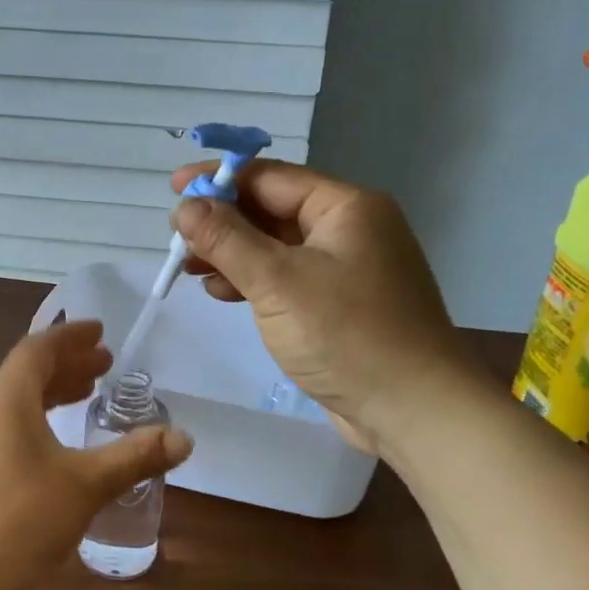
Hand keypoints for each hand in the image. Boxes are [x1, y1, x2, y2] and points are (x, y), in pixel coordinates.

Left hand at [0, 320, 192, 589]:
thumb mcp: (85, 484)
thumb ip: (134, 457)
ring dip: (55, 392)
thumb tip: (184, 438)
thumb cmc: (18, 518)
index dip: (71, 336)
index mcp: (7, 397)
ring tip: (89, 395)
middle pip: (28, 372)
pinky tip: (61, 445)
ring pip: (19, 400)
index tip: (100, 331)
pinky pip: (11, 425)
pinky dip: (41, 419)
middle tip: (106, 364)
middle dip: (69, 364)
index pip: (39, 349)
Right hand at [171, 160, 470, 454]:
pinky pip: (287, 278)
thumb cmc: (347, 336)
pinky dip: (253, 281)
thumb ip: (226, 239)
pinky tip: (223, 294)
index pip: (270, 178)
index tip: (173, 189)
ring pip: (276, 247)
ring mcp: (347, 269)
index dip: (218, 180)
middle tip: (177, 238)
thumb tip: (185, 206)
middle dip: (222, 222)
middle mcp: (350, 229)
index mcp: (346, 207)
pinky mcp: (339, 304)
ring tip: (191, 269)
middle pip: (272, 210)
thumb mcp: (277, 282)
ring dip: (232, 254)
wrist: (415, 411)